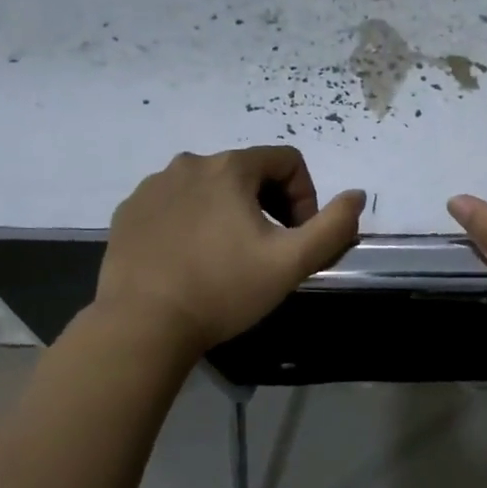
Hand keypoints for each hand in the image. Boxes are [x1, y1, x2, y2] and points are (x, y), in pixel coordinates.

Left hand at [92, 146, 364, 353]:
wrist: (141, 326)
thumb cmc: (223, 290)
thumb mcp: (291, 262)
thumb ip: (333, 226)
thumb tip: (357, 195)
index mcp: (230, 167)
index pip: (287, 161)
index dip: (305, 196)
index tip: (297, 237)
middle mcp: (190, 164)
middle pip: (248, 172)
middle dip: (269, 205)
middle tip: (268, 250)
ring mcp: (152, 186)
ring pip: (210, 188)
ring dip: (230, 212)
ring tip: (228, 257)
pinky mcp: (129, 211)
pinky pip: (174, 204)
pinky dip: (192, 222)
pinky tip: (191, 260)